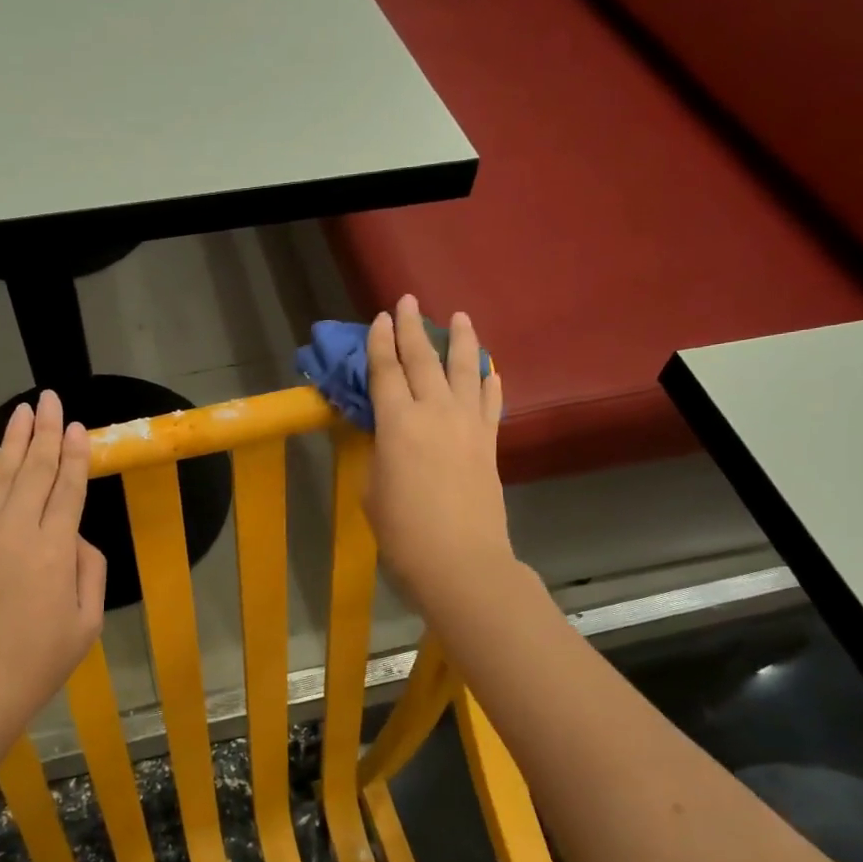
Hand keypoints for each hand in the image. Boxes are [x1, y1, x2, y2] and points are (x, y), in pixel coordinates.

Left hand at [0, 391, 106, 741]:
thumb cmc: (35, 665)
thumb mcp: (85, 625)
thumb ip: (90, 572)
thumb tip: (76, 538)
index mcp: (55, 551)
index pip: (69, 489)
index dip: (75, 455)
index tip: (80, 427)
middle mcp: (16, 532)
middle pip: (34, 471)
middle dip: (46, 432)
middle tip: (51, 398)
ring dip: (13, 441)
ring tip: (23, 410)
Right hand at [365, 295, 517, 616]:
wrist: (459, 561)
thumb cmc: (402, 532)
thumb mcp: (372, 489)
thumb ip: (380, 452)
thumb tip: (389, 436)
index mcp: (397, 423)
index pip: (385, 371)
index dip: (379, 342)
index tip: (379, 318)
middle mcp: (435, 412)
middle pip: (423, 360)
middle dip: (413, 328)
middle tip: (408, 301)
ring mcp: (467, 425)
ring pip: (464, 370)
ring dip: (461, 341)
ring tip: (460, 316)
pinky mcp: (489, 443)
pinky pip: (490, 401)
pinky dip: (488, 380)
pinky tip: (488, 368)